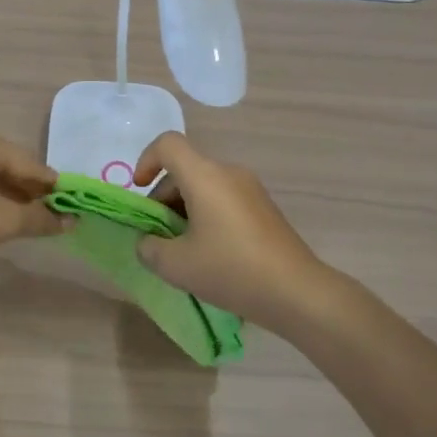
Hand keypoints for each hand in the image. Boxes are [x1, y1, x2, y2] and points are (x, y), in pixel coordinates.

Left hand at [0, 128, 68, 264]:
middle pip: (10, 164)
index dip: (52, 187)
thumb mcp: (1, 221)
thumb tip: (70, 222)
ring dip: (9, 195)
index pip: (30, 163)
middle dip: (30, 191)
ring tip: (25, 219)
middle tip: (49, 216)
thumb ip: (38, 219)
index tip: (71, 207)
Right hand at [132, 133, 330, 334]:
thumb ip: (149, 248)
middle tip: (157, 237)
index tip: (139, 193)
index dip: (145, 161)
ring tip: (182, 251)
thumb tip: (148, 241)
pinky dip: (206, 216)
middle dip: (162, 198)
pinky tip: (210, 254)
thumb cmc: (231, 270)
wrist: (297, 291)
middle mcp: (228, 173)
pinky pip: (223, 199)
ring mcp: (250, 189)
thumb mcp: (176, 266)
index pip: (167, 144)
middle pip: (185, 169)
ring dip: (184, 210)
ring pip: (204, 186)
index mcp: (205, 176)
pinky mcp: (264, 208)